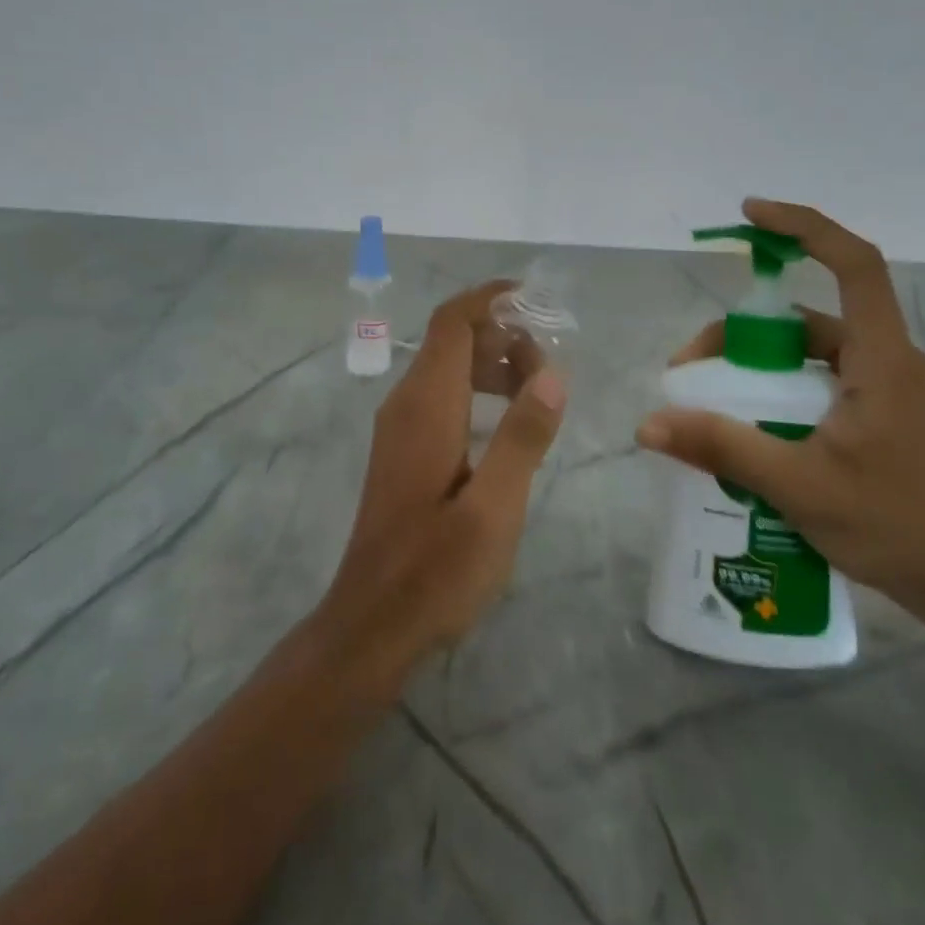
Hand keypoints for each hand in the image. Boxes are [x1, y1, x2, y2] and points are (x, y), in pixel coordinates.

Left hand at [312, 281, 567, 694]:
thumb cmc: (436, 570)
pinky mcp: (402, 450)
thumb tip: (553, 373)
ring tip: (537, 393)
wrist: (371, 625)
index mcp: (426, 405)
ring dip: (491, 364)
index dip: (491, 300)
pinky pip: (441, 396)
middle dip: (502, 336)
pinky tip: (507, 424)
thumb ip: (523, 437)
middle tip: (550, 368)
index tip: (537, 301)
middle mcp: (405, 403)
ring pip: (447, 368)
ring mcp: (399, 427)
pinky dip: (476, 390)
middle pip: (452, 339)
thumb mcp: (494, 508)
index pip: (453, 322)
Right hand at [638, 199, 924, 614]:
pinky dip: (779, 390)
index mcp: (882, 358)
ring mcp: (888, 389)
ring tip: (710, 401)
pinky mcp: (882, 415)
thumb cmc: (892, 524)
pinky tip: (749, 427)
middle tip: (691, 366)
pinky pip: (820, 382)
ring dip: (758, 366)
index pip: (855, 264)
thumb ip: (721, 448)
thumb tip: (648, 425)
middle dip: (744, 331)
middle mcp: (888, 360)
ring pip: (811, 353)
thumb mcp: (796, 484)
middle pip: (809, 317)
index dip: (805, 226)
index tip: (751, 214)